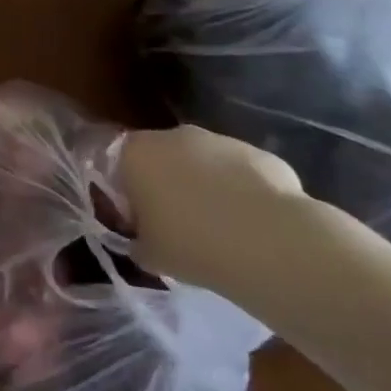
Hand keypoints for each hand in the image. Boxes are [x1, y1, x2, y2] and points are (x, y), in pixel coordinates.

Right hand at [119, 124, 310, 290]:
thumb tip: (142, 239)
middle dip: (168, 184)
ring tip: (221, 228)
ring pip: (204, 163)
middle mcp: (173, 135)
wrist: (269, 243)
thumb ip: (137, 240)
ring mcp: (220, 140)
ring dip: (206, 186)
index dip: (129, 192)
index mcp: (136, 153)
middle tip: (179, 224)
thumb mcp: (148, 254)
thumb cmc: (191, 244)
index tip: (141, 220)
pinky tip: (254, 225)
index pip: (120, 163)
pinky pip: (241, 173)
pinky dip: (242, 192)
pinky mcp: (259, 153)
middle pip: (163, 157)